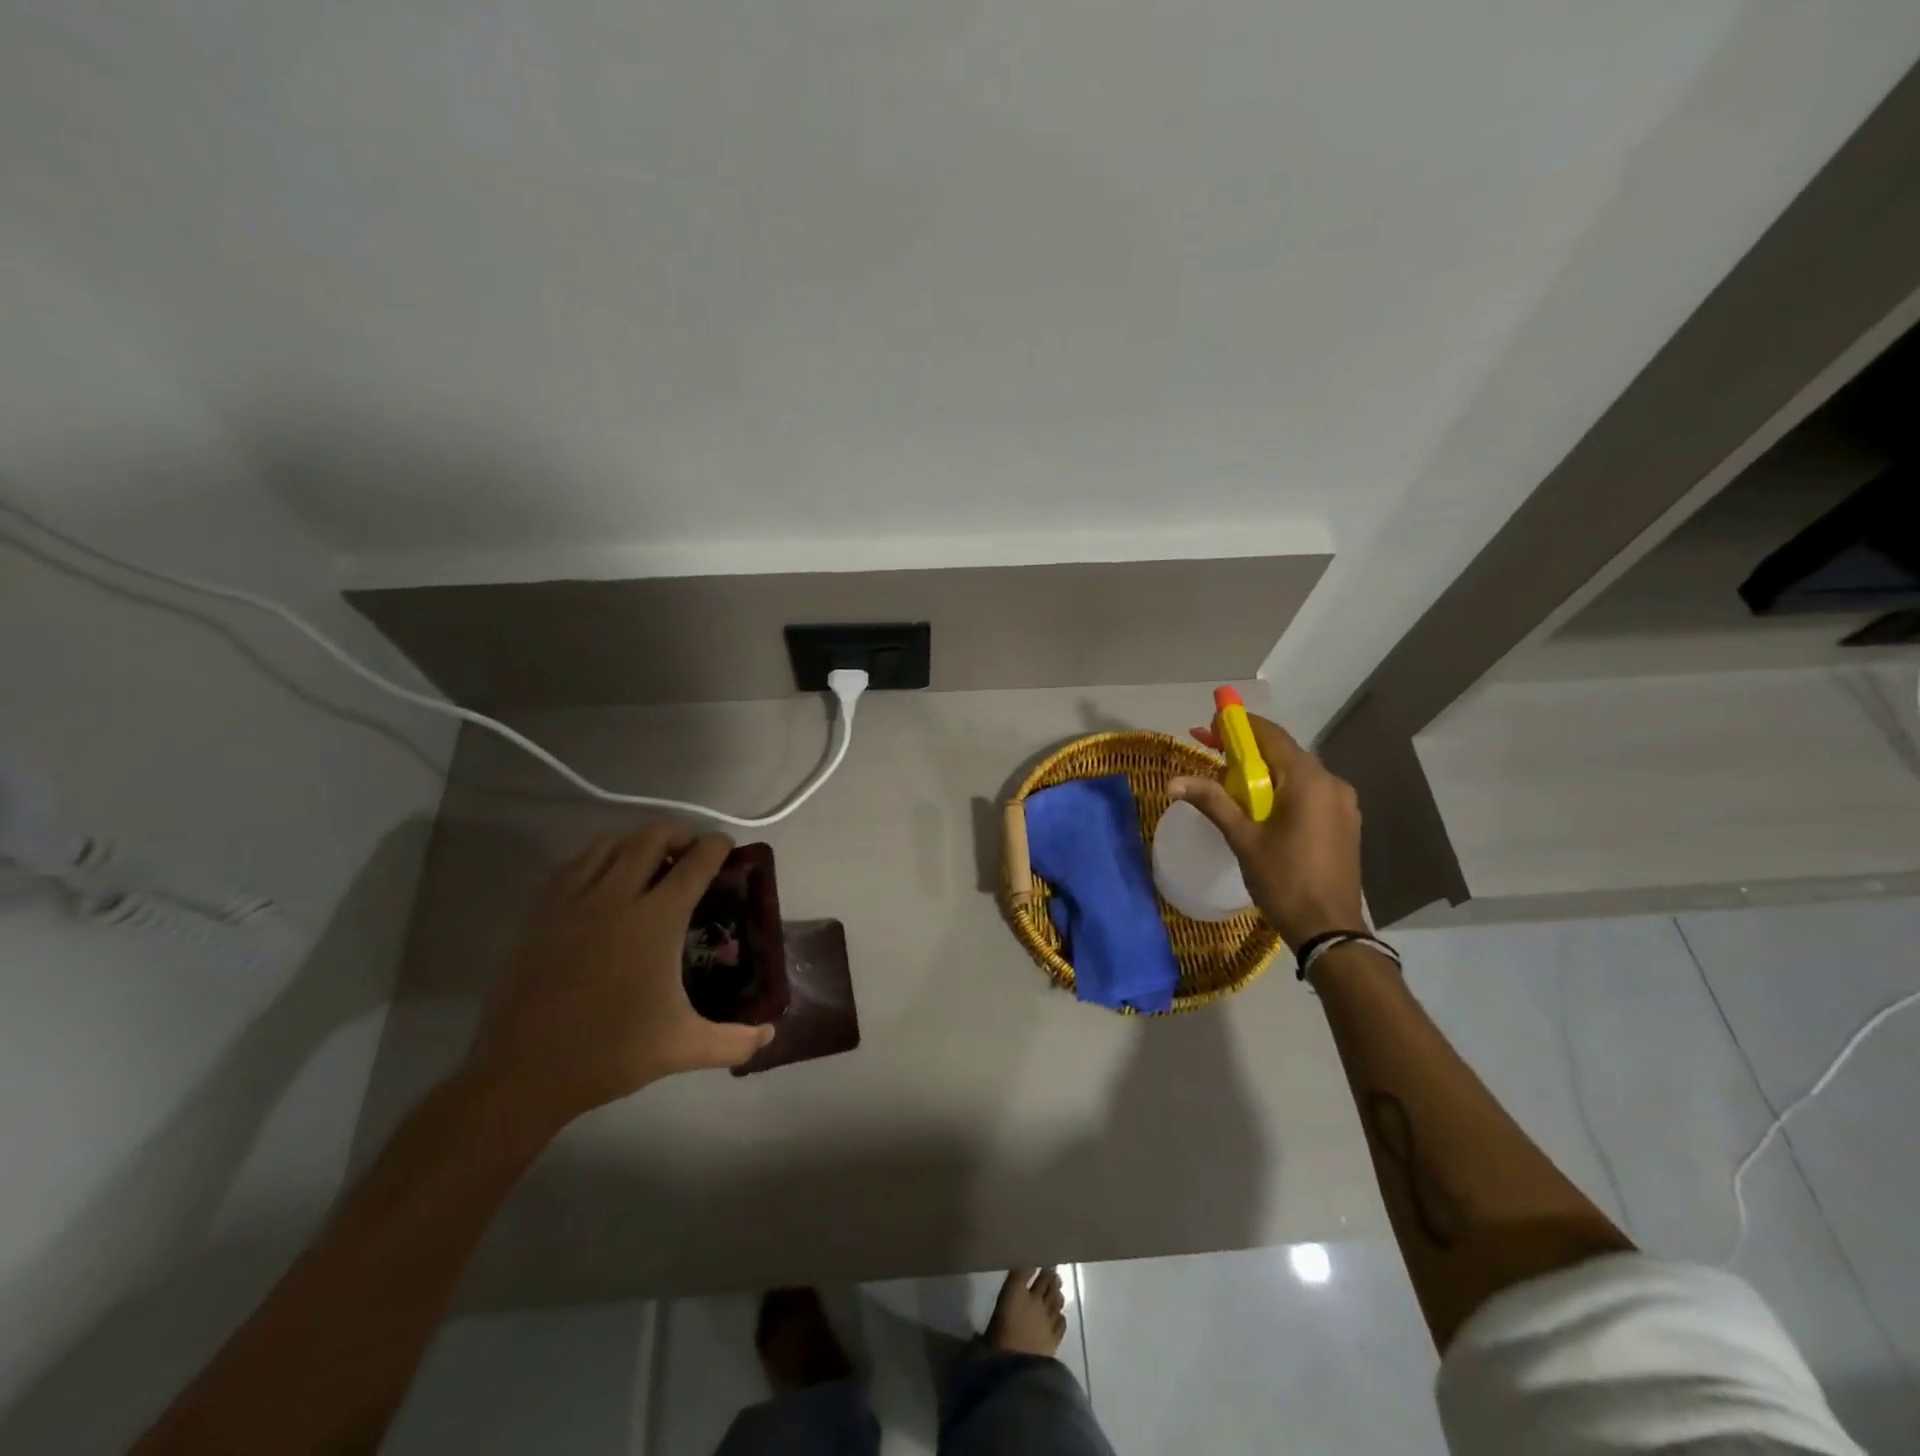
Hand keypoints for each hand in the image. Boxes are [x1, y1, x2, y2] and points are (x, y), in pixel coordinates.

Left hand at [463, 822, 773, 1131]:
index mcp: (657, 919)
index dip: (716, 846)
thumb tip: (769, 1034)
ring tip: (649, 861)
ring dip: (636, 842)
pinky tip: (603, 881)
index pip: (696, 862)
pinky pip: (573, 865)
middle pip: (651, 836)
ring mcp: (573, 902)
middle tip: (691, 852)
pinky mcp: (540, 914)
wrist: (523, 1074)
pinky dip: (596, 859)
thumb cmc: (611, 1053)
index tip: (726, 847)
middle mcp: (616, 897)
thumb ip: (735, 1040)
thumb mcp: (683, 1048)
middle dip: (678, 833)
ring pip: (609, 843)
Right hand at [1170, 714, 1364, 946]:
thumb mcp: (1243, 838)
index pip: (1270, 735)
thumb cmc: (1284, 880)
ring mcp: (1342, 803)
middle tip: (1211, 752)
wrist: (1330, 929)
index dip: (1238, 725)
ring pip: (1296, 773)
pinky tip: (1262, 807)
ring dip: (1264, 771)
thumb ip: (1212, 801)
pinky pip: (1308, 792)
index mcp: (1308, 780)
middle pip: (1283, 752)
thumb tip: (1173, 782)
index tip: (1209, 726)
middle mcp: (1331, 782)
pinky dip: (1282, 789)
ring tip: (1230, 784)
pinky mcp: (1344, 822)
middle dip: (1246, 749)